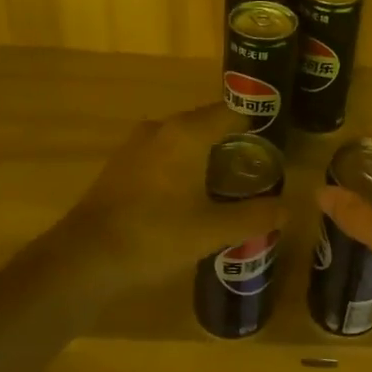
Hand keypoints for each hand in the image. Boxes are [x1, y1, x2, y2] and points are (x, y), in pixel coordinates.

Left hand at [45, 104, 287, 290]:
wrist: (84, 258)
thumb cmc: (154, 235)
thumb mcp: (212, 230)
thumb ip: (253, 216)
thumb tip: (287, 208)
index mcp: (186, 133)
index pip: (230, 113)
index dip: (255, 126)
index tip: (274, 146)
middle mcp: (161, 129)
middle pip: (206, 124)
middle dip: (232, 144)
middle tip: (257, 171)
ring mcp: (136, 145)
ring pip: (182, 140)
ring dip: (205, 156)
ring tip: (228, 185)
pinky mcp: (121, 166)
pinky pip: (163, 155)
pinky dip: (181, 167)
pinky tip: (190, 196)